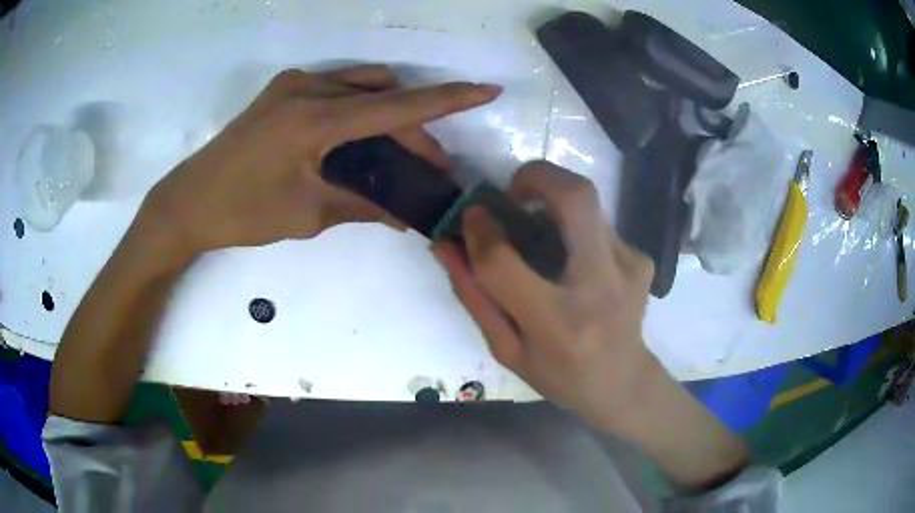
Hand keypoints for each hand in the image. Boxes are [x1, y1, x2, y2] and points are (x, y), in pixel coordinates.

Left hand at [144, 65, 501, 257]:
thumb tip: (406, 215)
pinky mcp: (283, 90)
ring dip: (388, 114)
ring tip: (396, 154)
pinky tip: (360, 137)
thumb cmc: (242, 213)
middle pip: (382, 99)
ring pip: (362, 86)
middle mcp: (308, 89)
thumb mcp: (307, 214)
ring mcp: (294, 85)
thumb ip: (362, 205)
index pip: (396, 107)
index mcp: (313, 120)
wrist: (189, 201)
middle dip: (414, 129)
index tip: (487, 90)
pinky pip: (338, 88)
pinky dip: (360, 108)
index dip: (447, 99)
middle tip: (429, 168)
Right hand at [432, 161, 655, 430]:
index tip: (471, 215)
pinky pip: (599, 226)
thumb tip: (447, 245)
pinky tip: (574, 263)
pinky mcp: (641, 259)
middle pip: (575, 198)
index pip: (505, 262)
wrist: (624, 384)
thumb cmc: (560, 376)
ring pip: (588, 204)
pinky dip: (576, 231)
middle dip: (537, 176)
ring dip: (555, 204)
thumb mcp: (507, 349)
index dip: (481, 230)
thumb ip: (475, 296)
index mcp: (556, 324)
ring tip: (542, 235)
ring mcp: (628, 267)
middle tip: (514, 192)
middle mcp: (599, 287)